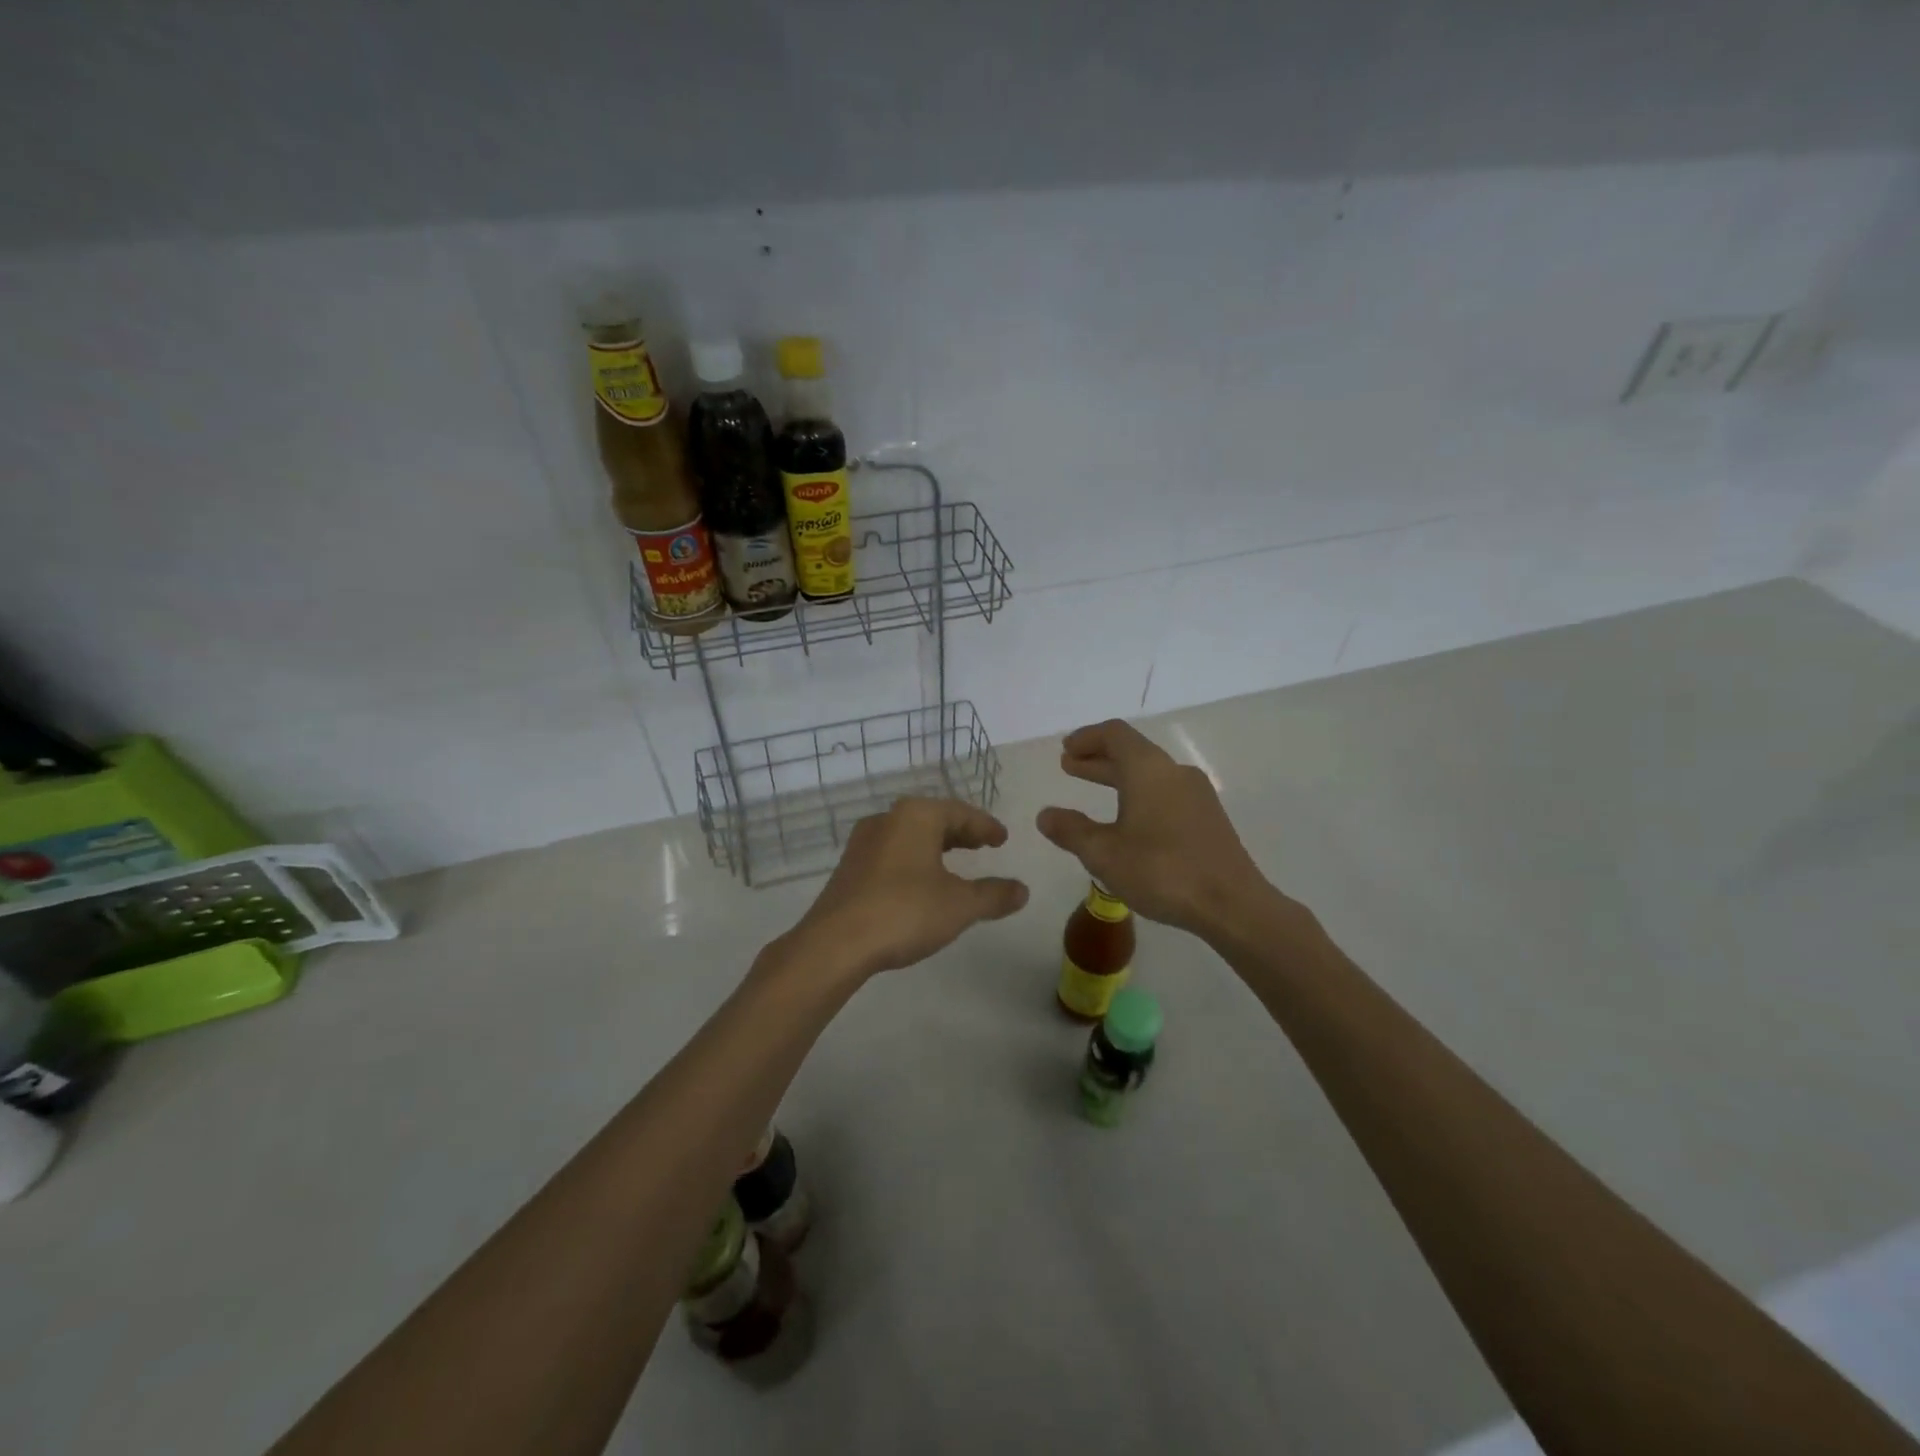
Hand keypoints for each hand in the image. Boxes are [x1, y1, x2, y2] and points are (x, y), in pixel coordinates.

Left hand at [782, 797, 1029, 979]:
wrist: (835, 943)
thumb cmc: (904, 912)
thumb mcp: (960, 905)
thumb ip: (994, 895)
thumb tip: (1022, 890)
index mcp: (916, 816)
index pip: (960, 812)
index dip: (985, 826)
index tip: (1002, 839)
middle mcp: (887, 819)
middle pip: (933, 819)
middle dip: (960, 832)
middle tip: (983, 845)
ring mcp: (863, 843)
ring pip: (910, 835)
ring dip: (936, 846)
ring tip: (955, 862)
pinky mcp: (849, 868)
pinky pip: (892, 853)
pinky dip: (914, 859)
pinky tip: (921, 882)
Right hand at [1036, 719, 1271, 935]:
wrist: (1231, 904)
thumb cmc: (1162, 871)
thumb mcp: (1104, 854)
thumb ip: (1071, 830)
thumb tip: (1045, 815)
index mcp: (1148, 769)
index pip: (1115, 734)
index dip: (1087, 738)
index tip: (1066, 749)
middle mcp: (1174, 772)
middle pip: (1132, 752)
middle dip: (1098, 758)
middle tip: (1069, 766)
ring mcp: (1196, 794)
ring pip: (1149, 773)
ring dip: (1118, 777)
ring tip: (1093, 790)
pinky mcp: (1207, 817)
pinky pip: (1165, 792)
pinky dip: (1138, 793)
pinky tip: (1128, 820)